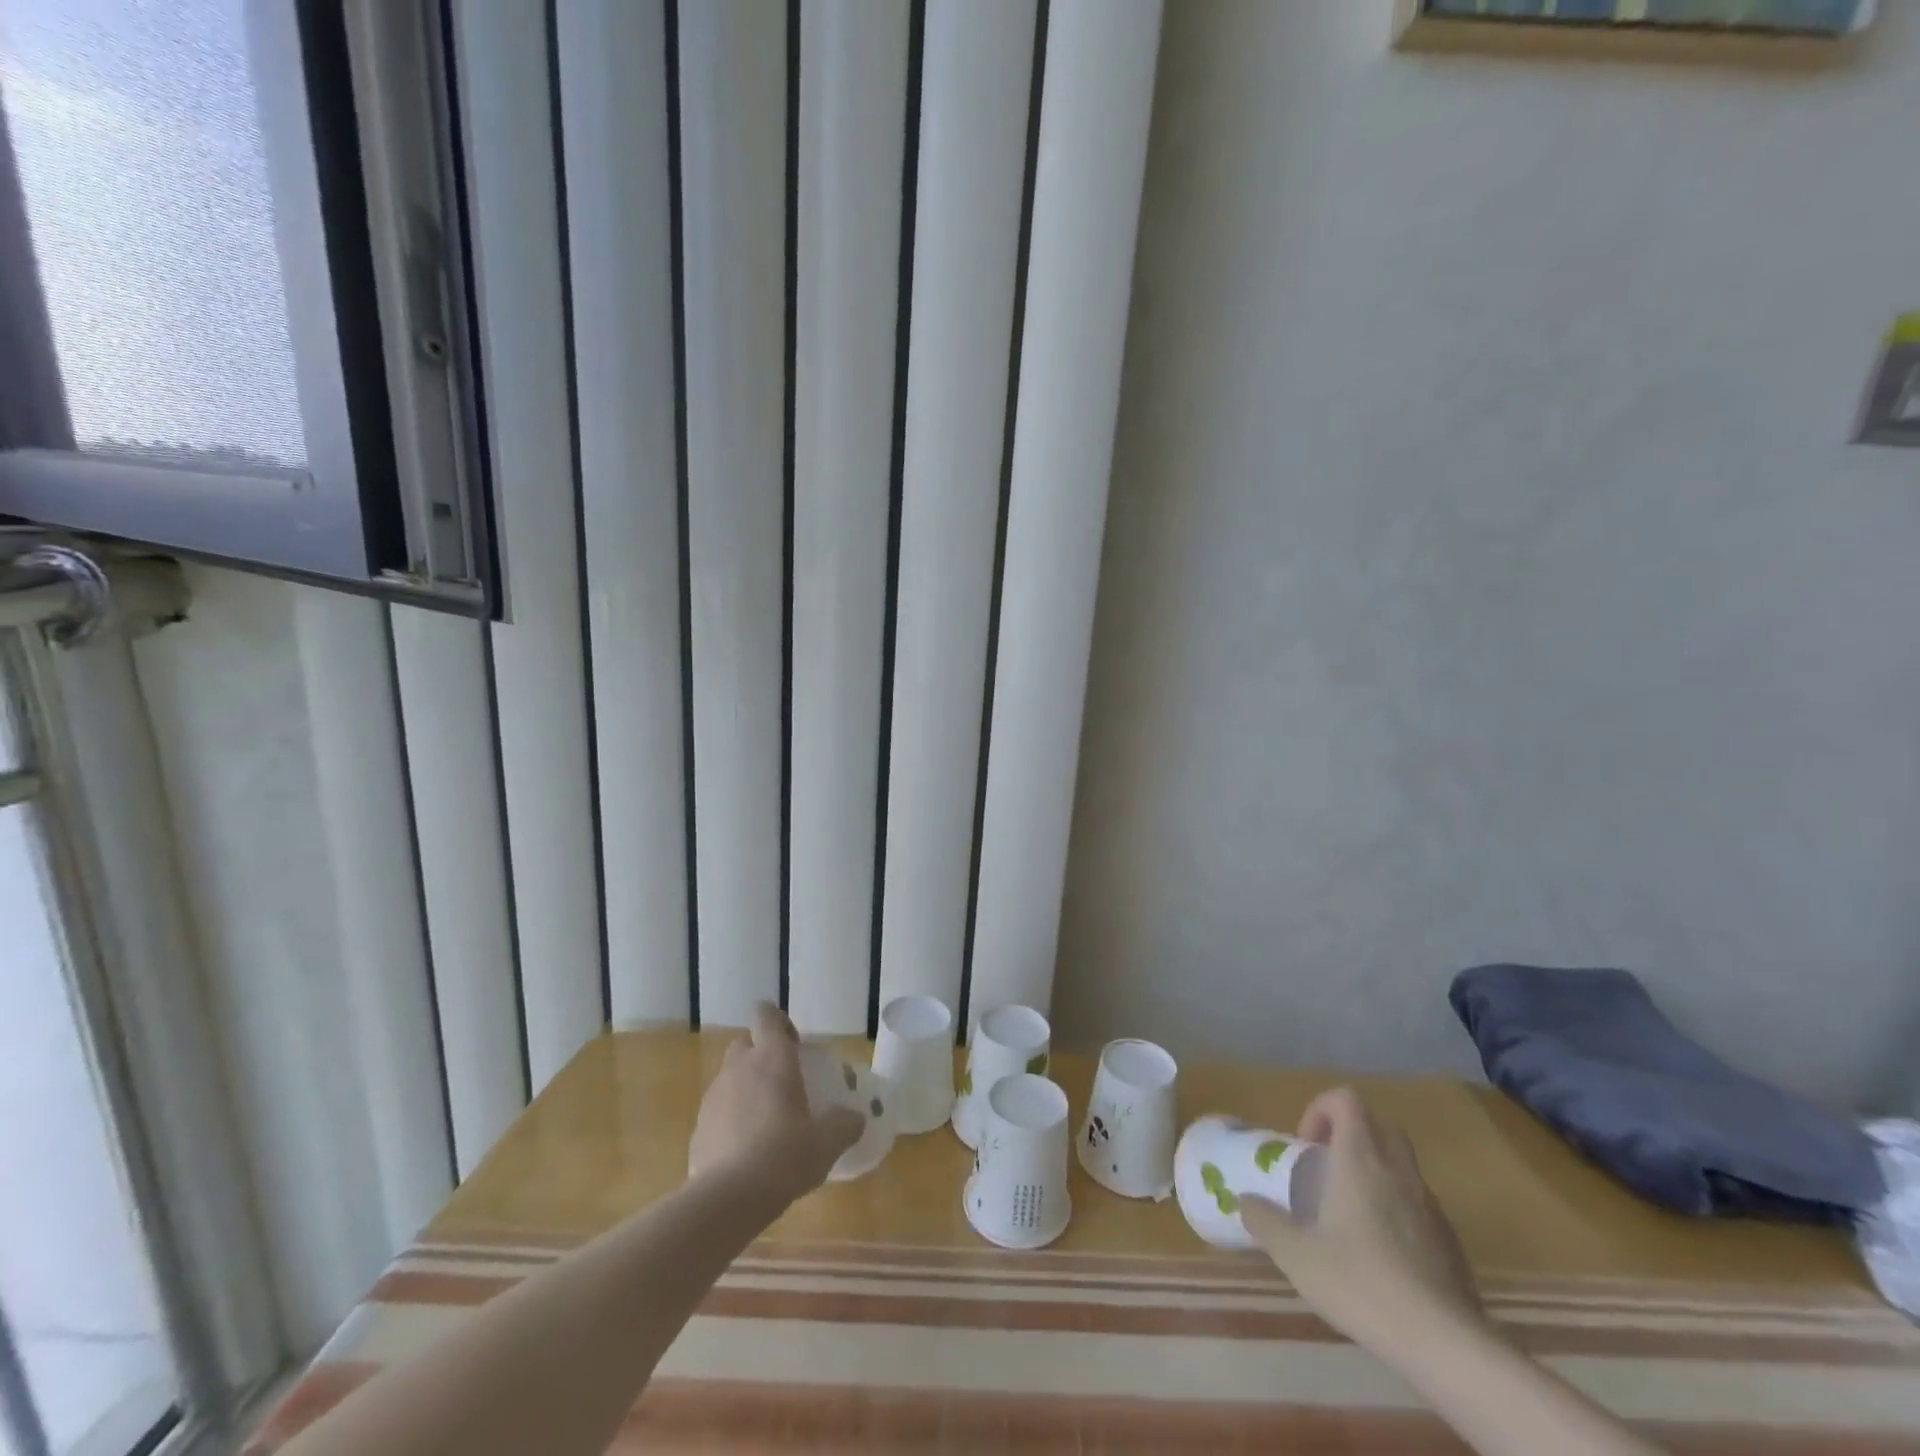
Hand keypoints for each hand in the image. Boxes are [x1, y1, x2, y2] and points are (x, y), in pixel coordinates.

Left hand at [688, 1003, 863, 1199]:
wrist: (729, 1199)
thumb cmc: (786, 1155)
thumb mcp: (827, 1141)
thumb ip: (845, 1124)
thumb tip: (856, 1118)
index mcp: (772, 1058)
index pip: (765, 1015)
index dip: (777, 1022)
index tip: (794, 1045)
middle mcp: (739, 1068)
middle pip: (744, 1044)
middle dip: (759, 1056)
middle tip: (782, 1083)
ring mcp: (713, 1097)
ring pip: (729, 1078)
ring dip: (744, 1089)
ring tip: (765, 1122)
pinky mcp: (697, 1128)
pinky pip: (716, 1112)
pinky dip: (729, 1121)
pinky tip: (745, 1150)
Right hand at [1242, 1087, 1485, 1356]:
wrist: (1445, 1344)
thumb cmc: (1361, 1283)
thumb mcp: (1296, 1255)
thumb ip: (1266, 1221)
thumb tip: (1245, 1200)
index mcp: (1360, 1158)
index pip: (1346, 1099)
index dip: (1321, 1109)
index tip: (1305, 1145)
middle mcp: (1398, 1170)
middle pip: (1378, 1124)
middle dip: (1350, 1135)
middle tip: (1325, 1169)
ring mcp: (1430, 1205)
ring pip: (1402, 1164)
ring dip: (1374, 1172)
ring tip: (1349, 1213)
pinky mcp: (1451, 1241)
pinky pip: (1419, 1203)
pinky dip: (1397, 1209)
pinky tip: (1381, 1253)